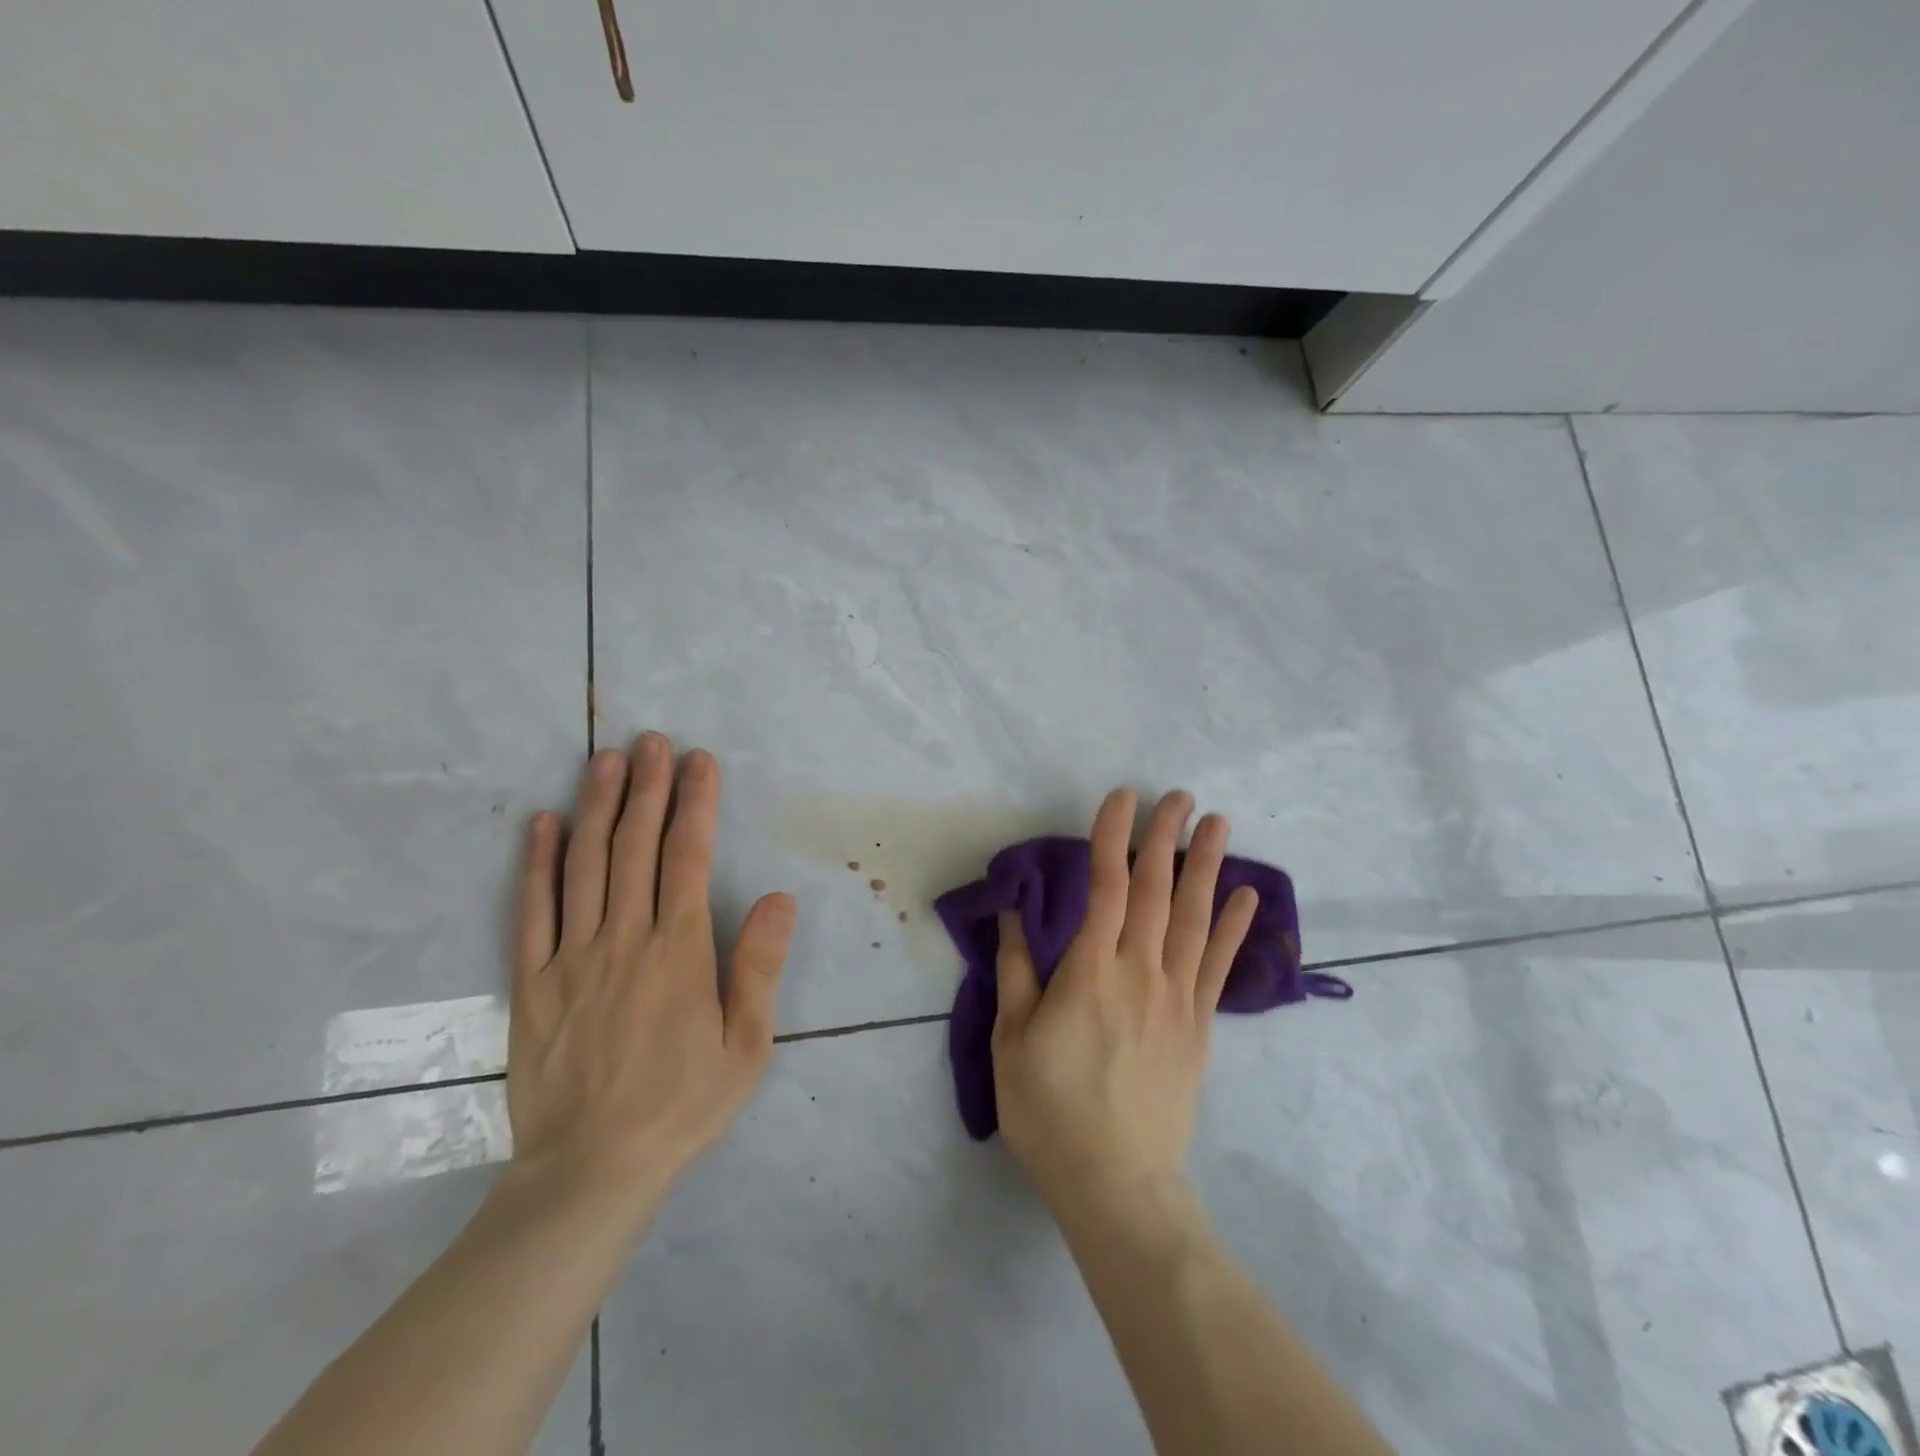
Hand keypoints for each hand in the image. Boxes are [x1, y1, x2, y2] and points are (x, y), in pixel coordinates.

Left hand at [504, 734, 796, 1213]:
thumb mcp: (747, 1046)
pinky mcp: (533, 981)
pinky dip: (537, 863)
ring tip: (604, 760)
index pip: (688, 857)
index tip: (700, 761)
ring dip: (596, 807)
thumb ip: (759, 967)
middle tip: (651, 741)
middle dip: (647, 788)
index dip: (696, 803)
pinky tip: (543, 824)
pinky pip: (532, 911)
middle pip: (635, 847)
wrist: (591, 1171)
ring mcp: (572, 957)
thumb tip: (778, 898)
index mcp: (679, 951)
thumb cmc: (683, 1106)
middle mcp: (625, 939)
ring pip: (585, 865)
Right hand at [990, 789, 1256, 1214]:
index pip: (1106, 888)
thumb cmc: (1050, 1111)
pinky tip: (1243, 894)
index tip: (1122, 797)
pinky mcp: (1199, 1025)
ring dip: (1206, 866)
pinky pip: (1218, 965)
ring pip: (1194, 918)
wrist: (1116, 1183)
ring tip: (1218, 823)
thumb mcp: (1012, 1041)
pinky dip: (1232, 926)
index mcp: (1090, 973)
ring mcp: (1177, 998)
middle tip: (1178, 795)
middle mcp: (1140, 973)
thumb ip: (1015, 971)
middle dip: (1166, 838)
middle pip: (1155, 891)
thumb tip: (1014, 915)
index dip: (1113, 837)